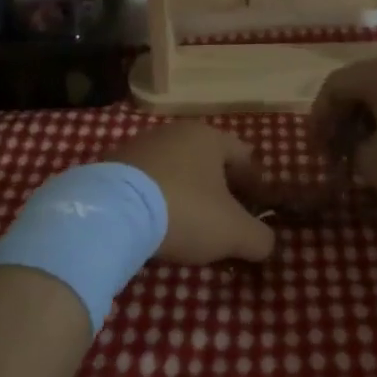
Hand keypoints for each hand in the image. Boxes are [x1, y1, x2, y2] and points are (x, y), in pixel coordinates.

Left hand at [106, 124, 277, 264]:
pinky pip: (146, 183)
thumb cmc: (184, 212)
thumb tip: (266, 243)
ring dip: (186, 195)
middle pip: (207, 162)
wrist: (110, 213)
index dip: (255, 183)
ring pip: (175, 171)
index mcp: (208, 137)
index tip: (257, 210)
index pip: (244, 155)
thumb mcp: (233, 232)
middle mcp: (174, 132)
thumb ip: (260, 238)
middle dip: (219, 190)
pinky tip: (154, 226)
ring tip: (188, 228)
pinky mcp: (111, 167)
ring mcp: (139, 146)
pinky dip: (156, 201)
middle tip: (225, 222)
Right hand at [309, 52, 376, 216]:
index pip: (334, 86)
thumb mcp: (376, 165)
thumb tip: (364, 149)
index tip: (317, 152)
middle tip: (341, 158)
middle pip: (363, 89)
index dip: (318, 118)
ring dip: (374, 129)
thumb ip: (356, 153)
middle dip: (346, 124)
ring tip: (372, 163)